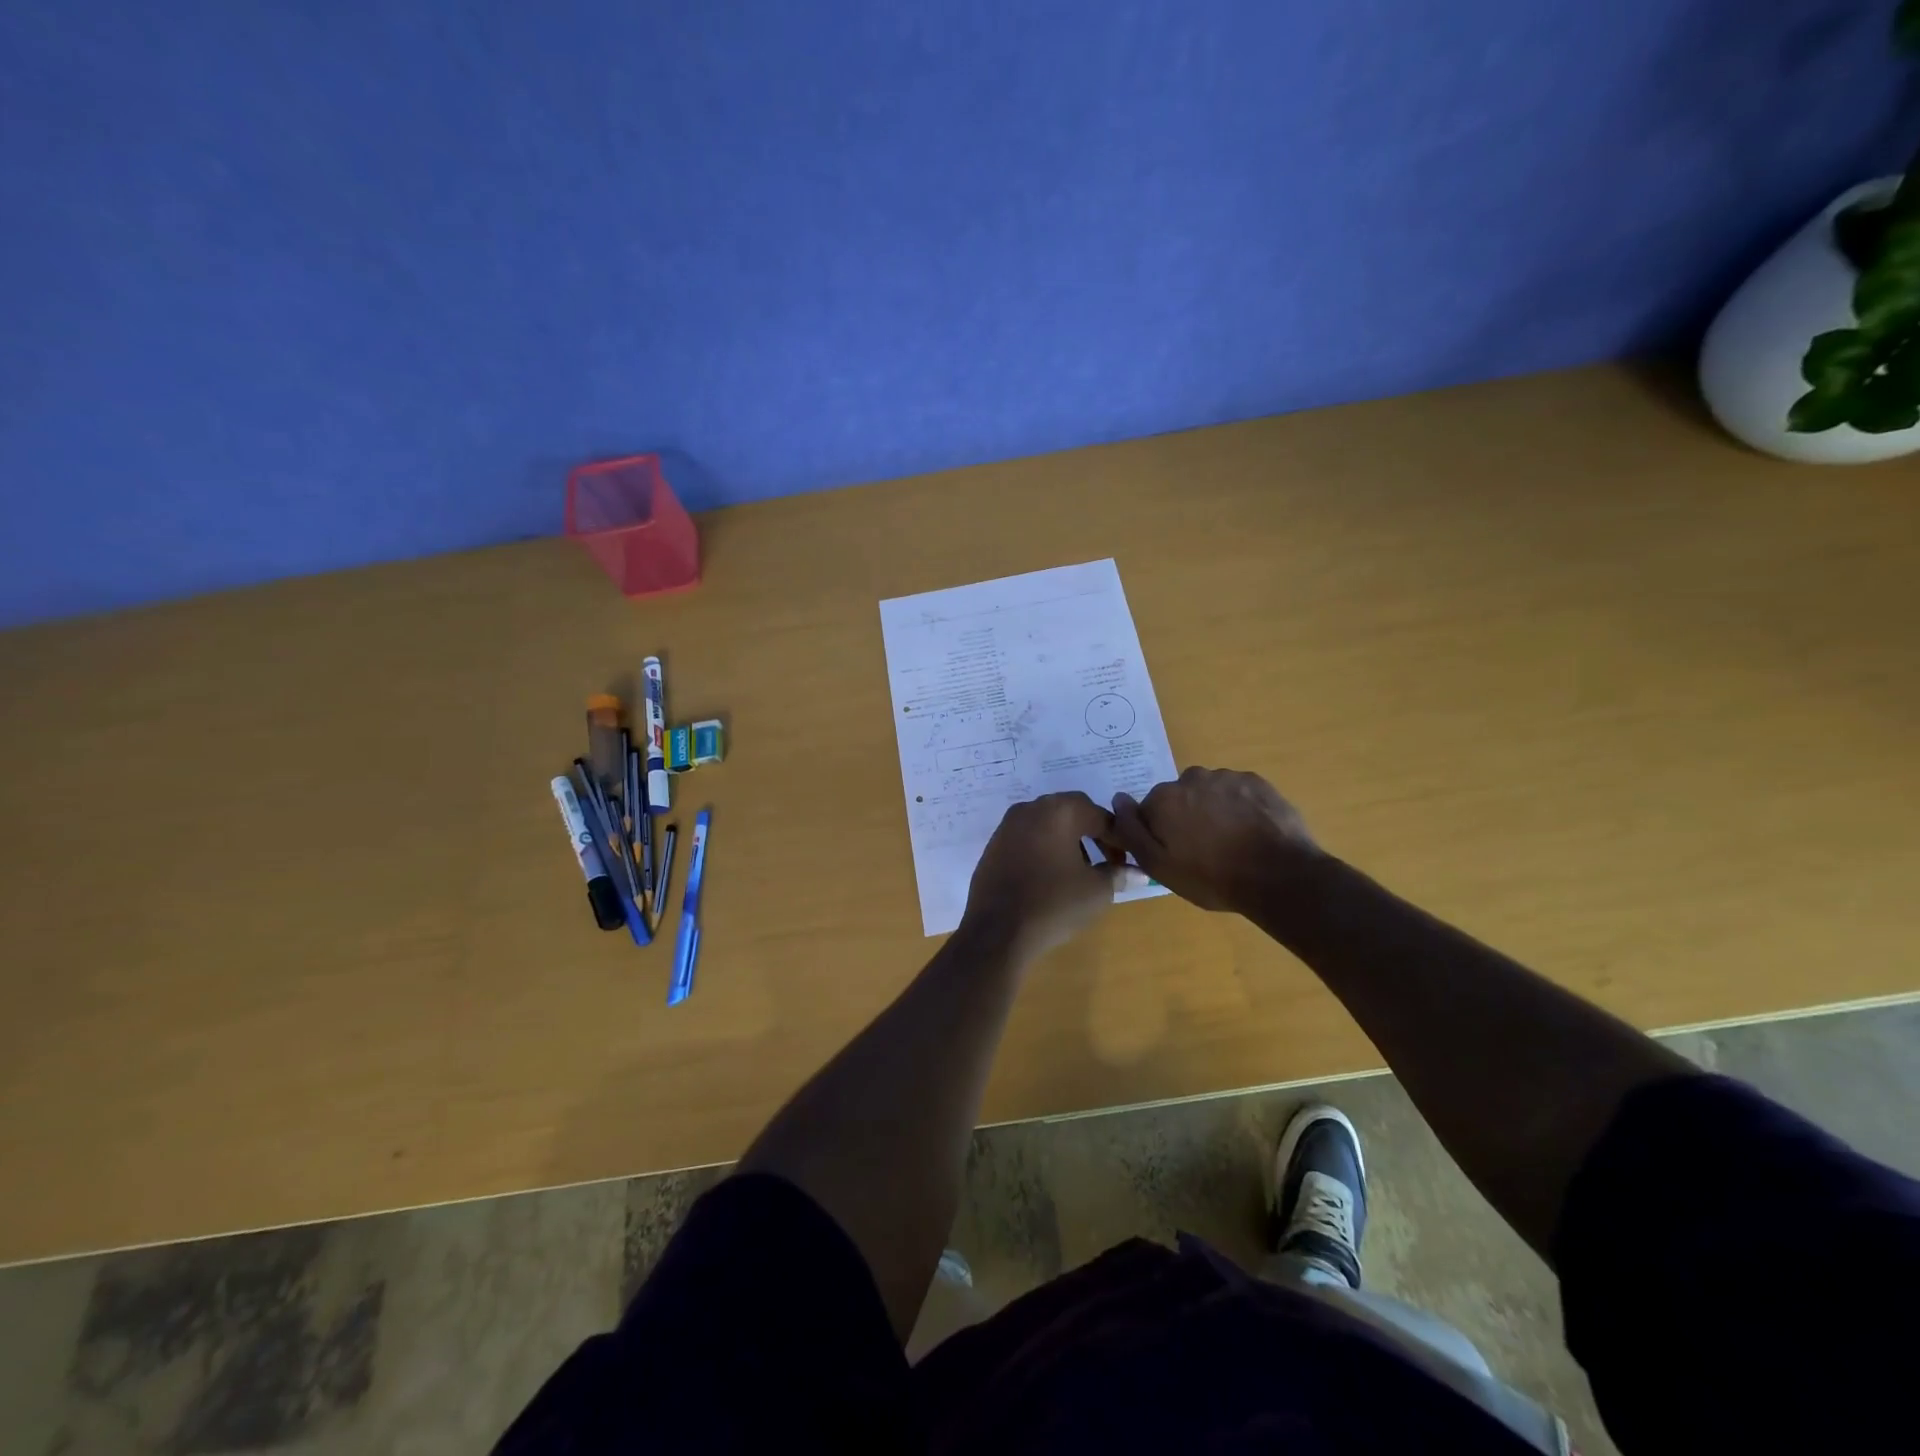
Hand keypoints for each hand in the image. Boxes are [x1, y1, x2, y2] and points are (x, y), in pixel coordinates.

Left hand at [960, 792, 1146, 959]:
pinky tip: (1051, 875)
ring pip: (1048, 822)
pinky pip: (1028, 836)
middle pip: (1072, 812)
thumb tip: (1138, 872)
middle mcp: (1031, 808)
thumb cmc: (1053, 904)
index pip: (1100, 816)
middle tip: (1108, 860)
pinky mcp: (994, 843)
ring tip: (1081, 869)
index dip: (1119, 839)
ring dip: (1069, 839)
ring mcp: (1008, 824)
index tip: (1128, 862)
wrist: (996, 931)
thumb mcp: (1096, 891)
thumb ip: (1118, 874)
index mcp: (1059, 811)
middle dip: (1094, 832)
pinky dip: (1045, 847)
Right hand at [1109, 767, 1321, 914]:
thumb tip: (1117, 799)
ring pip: (1209, 793)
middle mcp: (1191, 778)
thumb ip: (1131, 831)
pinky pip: (1238, 792)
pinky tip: (1250, 832)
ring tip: (1231, 842)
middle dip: (1186, 817)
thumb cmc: (1211, 877)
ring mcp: (1227, 777)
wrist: (1279, 876)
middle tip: (1204, 850)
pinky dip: (1240, 807)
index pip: (1149, 811)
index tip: (1176, 854)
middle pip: (1179, 797)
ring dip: (1213, 811)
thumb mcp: (1159, 866)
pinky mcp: (1257, 782)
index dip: (1160, 833)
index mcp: (1163, 799)